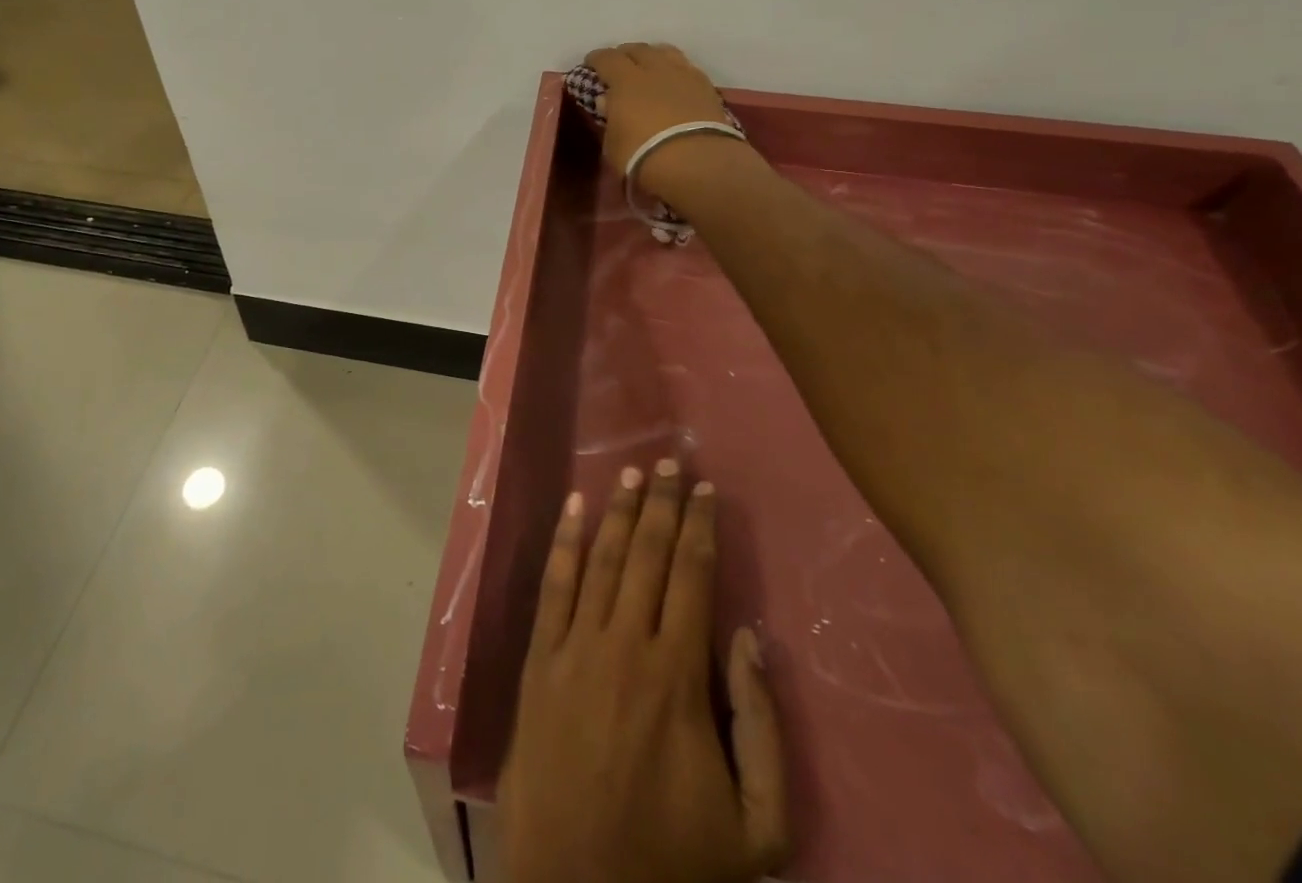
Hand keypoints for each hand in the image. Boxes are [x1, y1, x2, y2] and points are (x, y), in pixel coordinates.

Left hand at [498, 461, 789, 882]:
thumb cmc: (674, 865)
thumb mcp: (758, 827)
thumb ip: (763, 727)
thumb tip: (750, 636)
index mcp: (679, 676)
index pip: (694, 576)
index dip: (701, 527)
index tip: (707, 489)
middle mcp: (626, 644)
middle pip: (650, 555)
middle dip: (665, 504)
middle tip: (672, 459)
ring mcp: (575, 648)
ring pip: (603, 559)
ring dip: (620, 512)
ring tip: (634, 474)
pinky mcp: (538, 661)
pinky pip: (553, 586)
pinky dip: (564, 542)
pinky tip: (573, 506)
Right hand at [584, 44, 743, 205]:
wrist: (696, 163)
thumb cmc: (642, 157)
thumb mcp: (613, 144)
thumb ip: (609, 118)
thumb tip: (607, 100)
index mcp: (625, 81)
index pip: (606, 58)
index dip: (596, 59)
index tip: (591, 63)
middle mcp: (654, 69)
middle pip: (638, 49)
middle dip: (625, 54)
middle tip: (619, 65)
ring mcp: (683, 75)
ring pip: (666, 52)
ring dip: (653, 55)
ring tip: (649, 65)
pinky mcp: (707, 87)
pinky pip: (687, 68)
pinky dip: (676, 69)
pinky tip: (674, 80)